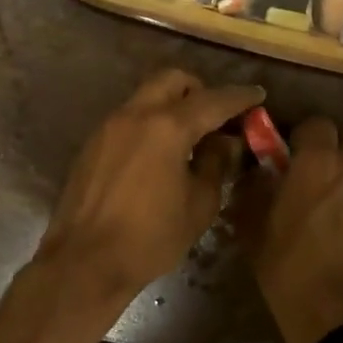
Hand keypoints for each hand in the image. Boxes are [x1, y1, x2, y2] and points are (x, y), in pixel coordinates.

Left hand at [36, 70, 264, 304]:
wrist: (84, 262)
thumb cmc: (150, 238)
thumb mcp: (199, 205)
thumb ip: (215, 164)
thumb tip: (224, 142)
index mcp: (167, 127)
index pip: (212, 100)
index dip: (239, 97)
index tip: (258, 95)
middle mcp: (135, 115)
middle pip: (172, 80)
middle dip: (199, 90)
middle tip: (217, 115)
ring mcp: (108, 127)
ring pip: (146, 96)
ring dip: (171, 105)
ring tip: (189, 138)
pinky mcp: (92, 144)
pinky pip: (128, 118)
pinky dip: (150, 123)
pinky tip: (159, 156)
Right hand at [238, 117, 342, 342]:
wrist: (342, 318)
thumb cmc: (289, 271)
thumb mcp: (254, 230)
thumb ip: (254, 190)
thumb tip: (256, 172)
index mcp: (318, 162)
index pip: (316, 124)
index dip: (302, 137)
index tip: (290, 156)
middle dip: (335, 146)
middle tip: (318, 172)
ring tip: (341, 199)